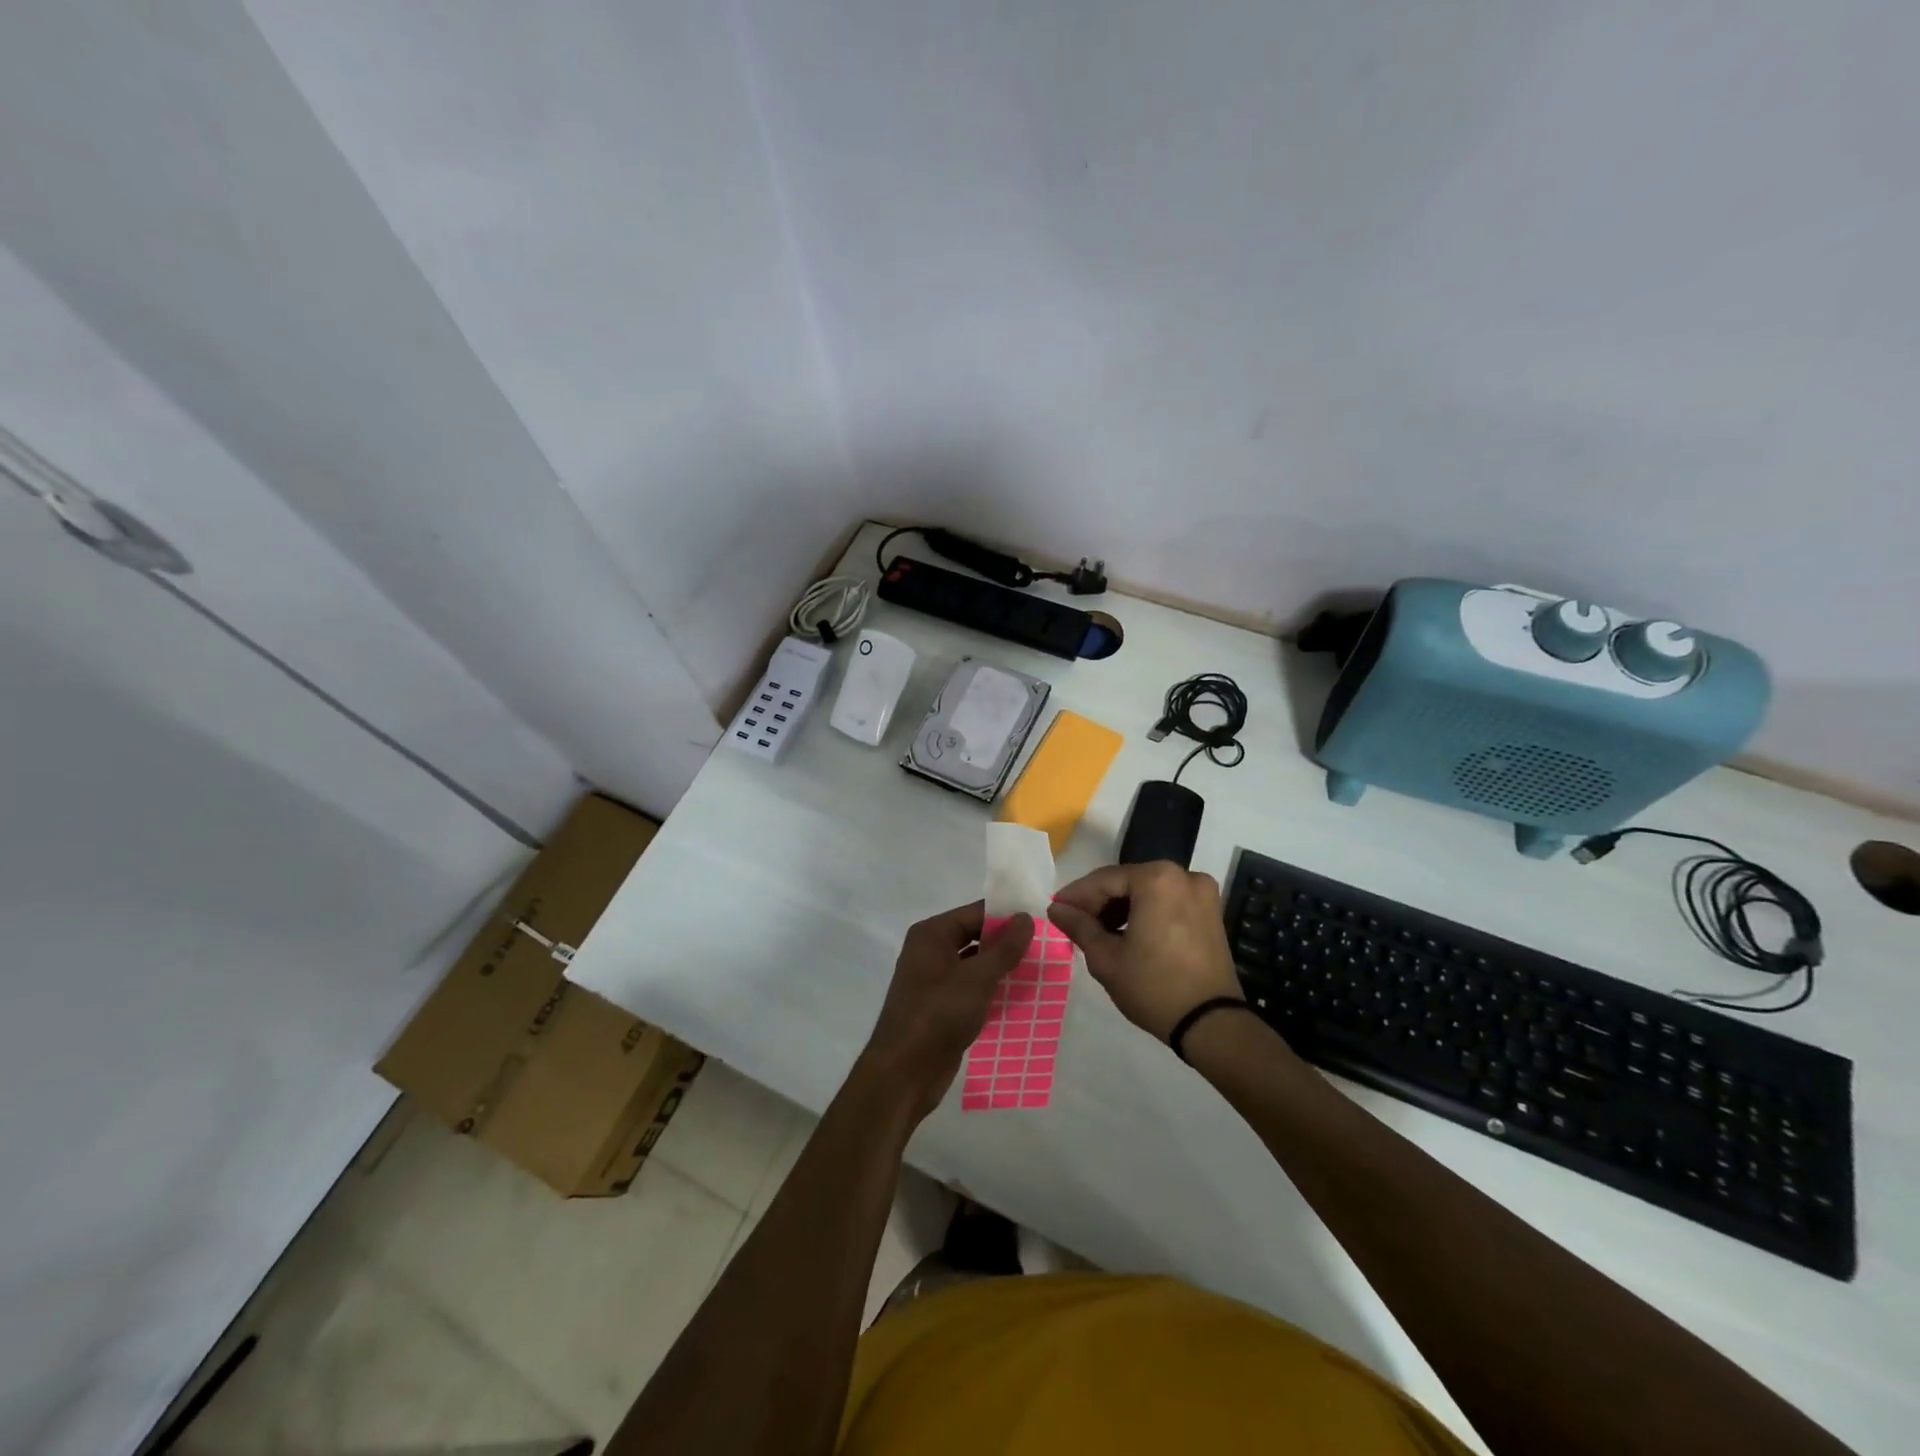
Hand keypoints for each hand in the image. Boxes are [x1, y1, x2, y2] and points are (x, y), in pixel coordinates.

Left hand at [859, 901, 1033, 1122]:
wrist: (903, 1073)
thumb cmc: (938, 1015)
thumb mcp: (976, 979)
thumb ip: (1004, 948)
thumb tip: (1026, 917)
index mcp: (932, 934)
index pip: (976, 912)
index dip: (1007, 916)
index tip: (1042, 921)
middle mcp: (930, 951)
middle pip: (975, 937)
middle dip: (1007, 943)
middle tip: (1046, 947)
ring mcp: (934, 980)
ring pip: (975, 965)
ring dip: (1002, 968)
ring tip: (1040, 970)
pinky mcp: (941, 1007)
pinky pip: (972, 989)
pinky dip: (992, 990)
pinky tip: (1020, 997)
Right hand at [1048, 862, 1241, 1040]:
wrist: (1211, 1024)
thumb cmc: (1153, 987)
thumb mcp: (1106, 958)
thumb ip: (1079, 926)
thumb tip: (1056, 908)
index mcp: (1157, 879)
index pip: (1103, 880)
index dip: (1076, 895)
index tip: (1055, 909)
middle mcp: (1183, 875)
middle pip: (1127, 881)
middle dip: (1099, 902)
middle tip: (1074, 923)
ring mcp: (1201, 893)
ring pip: (1147, 891)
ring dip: (1121, 907)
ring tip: (1098, 932)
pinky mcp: (1211, 911)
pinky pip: (1167, 901)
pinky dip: (1145, 912)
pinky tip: (1127, 934)